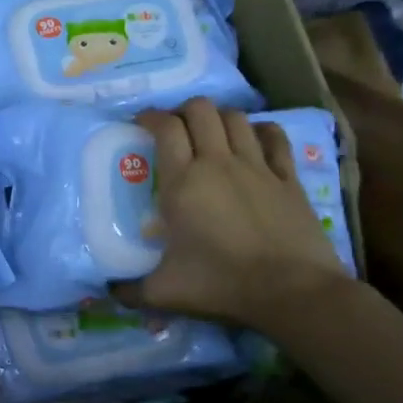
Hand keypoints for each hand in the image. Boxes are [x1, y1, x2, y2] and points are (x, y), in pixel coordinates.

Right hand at [112, 97, 348, 329]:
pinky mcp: (289, 178)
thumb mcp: (163, 292)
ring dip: (219, 118)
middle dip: (183, 111)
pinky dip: (260, 131)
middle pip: (201, 110)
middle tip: (174, 129)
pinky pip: (275, 138)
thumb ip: (130, 289)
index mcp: (182, 183)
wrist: (293, 291)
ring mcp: (258, 167)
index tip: (141, 124)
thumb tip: (108, 291)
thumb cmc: (221, 284)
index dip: (151, 117)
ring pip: (236, 118)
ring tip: (209, 135)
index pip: (165, 128)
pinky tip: (253, 140)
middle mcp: (218, 164)